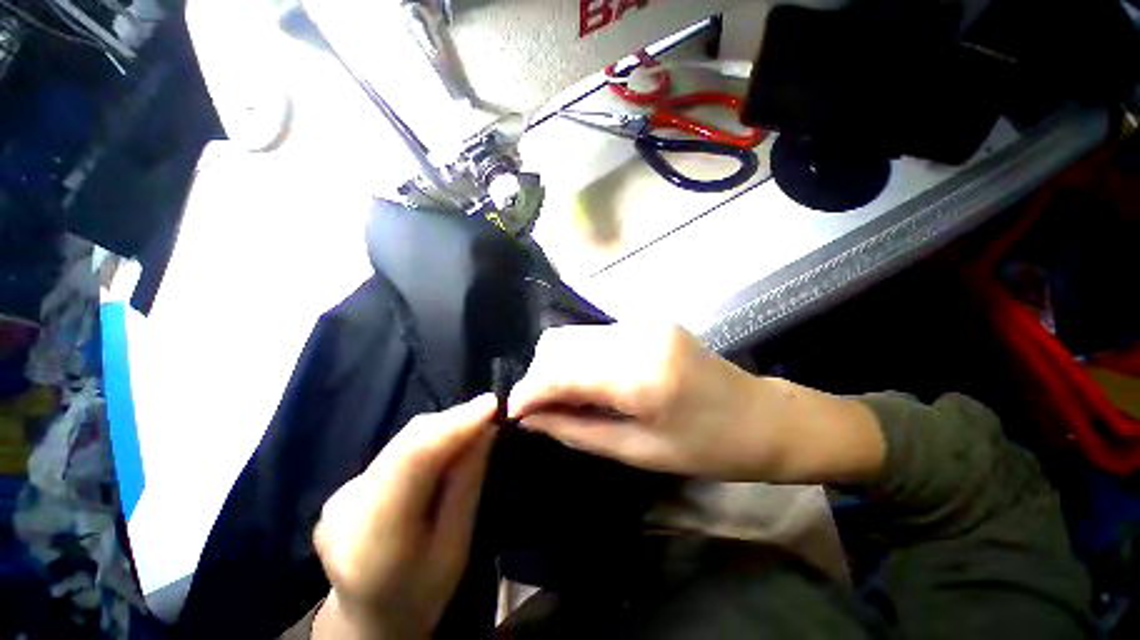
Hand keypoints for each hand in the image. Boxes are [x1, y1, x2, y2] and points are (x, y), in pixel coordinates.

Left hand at [312, 395, 498, 639]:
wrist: (368, 619)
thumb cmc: (422, 593)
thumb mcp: (456, 546)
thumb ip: (468, 483)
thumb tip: (487, 428)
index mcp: (374, 540)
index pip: (411, 462)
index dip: (453, 425)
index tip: (491, 404)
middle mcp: (347, 509)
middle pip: (406, 445)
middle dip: (453, 421)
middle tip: (490, 412)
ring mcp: (339, 495)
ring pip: (401, 442)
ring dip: (442, 428)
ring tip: (474, 425)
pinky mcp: (344, 487)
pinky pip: (395, 449)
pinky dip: (427, 440)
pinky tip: (446, 444)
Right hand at [508, 325, 884, 483]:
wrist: (763, 416)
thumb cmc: (708, 448)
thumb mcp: (638, 452)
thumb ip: (577, 430)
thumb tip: (531, 419)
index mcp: (640, 373)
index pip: (560, 370)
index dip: (529, 391)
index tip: (515, 414)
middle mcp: (637, 334)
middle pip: (559, 343)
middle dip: (540, 377)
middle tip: (544, 411)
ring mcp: (643, 322)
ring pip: (573, 336)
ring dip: (559, 368)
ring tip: (568, 400)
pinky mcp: (647, 321)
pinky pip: (594, 337)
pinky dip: (580, 359)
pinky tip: (591, 383)